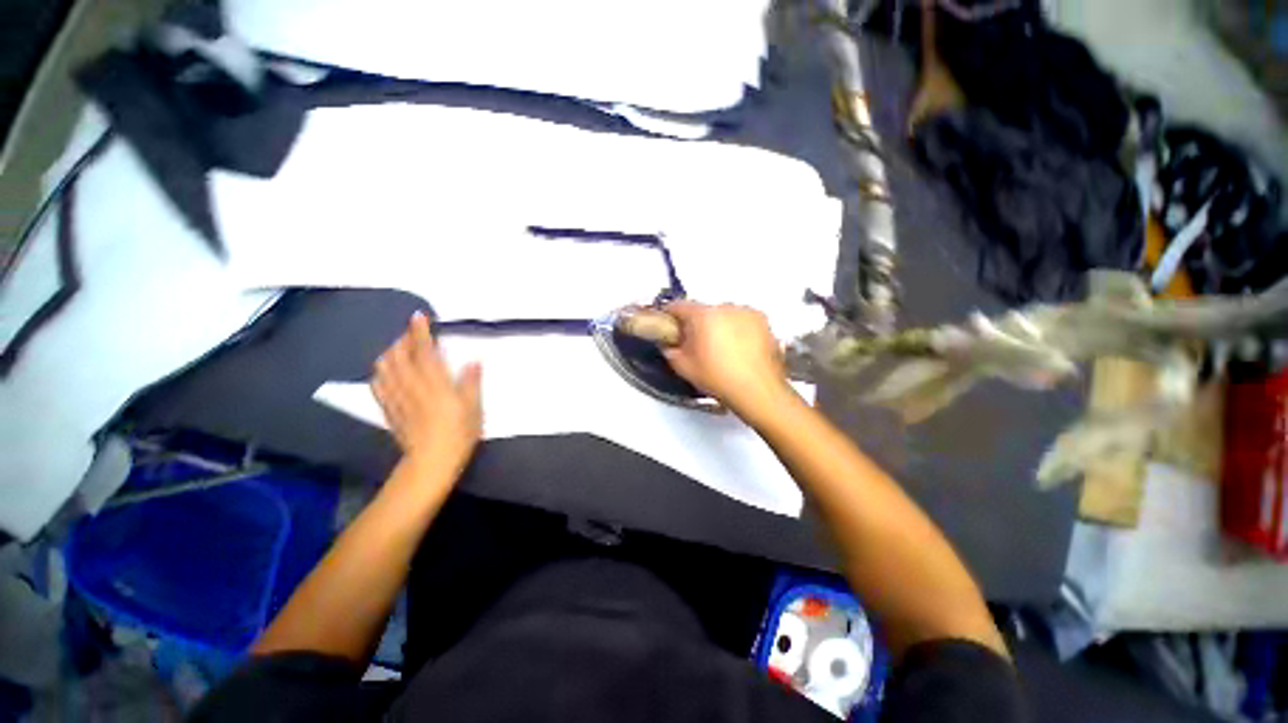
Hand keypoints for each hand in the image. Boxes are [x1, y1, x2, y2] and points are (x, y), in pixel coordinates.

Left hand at [372, 312, 482, 473]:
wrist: (431, 462)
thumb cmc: (459, 434)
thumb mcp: (474, 408)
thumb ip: (471, 382)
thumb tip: (473, 361)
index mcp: (435, 383)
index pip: (424, 351)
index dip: (420, 332)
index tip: (418, 316)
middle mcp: (412, 386)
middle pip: (399, 356)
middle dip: (404, 340)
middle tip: (414, 334)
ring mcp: (397, 398)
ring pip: (384, 368)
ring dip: (391, 353)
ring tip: (401, 350)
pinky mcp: (389, 410)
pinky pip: (378, 385)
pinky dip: (381, 372)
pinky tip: (387, 372)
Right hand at [662, 301, 794, 416]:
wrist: (758, 391)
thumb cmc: (718, 379)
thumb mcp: (684, 368)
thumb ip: (670, 350)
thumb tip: (668, 343)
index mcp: (703, 316)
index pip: (678, 306)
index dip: (669, 315)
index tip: (668, 325)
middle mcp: (726, 307)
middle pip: (703, 311)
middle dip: (697, 324)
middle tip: (697, 344)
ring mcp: (747, 312)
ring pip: (724, 315)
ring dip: (719, 325)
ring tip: (722, 349)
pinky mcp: (763, 321)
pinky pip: (742, 320)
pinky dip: (738, 329)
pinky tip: (739, 349)